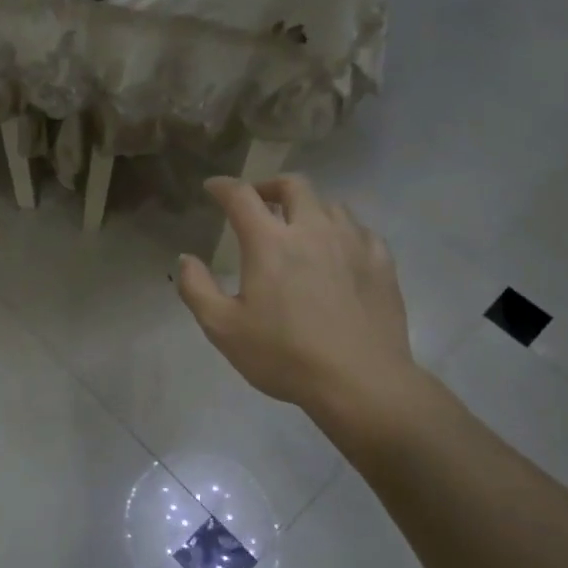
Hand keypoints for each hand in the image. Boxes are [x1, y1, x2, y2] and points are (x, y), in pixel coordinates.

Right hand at [176, 175, 421, 421]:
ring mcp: (353, 243)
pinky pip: (360, 230)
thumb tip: (186, 259)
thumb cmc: (284, 355)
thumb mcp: (223, 329)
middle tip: (258, 201)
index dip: (223, 186)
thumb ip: (196, 289)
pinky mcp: (381, 262)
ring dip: (308, 208)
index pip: (242, 196)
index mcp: (270, 242)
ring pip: (330, 204)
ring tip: (299, 228)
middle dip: (270, 185)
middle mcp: (313, 229)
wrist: (360, 382)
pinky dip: (341, 231)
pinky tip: (338, 252)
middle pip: (293, 185)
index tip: (213, 188)